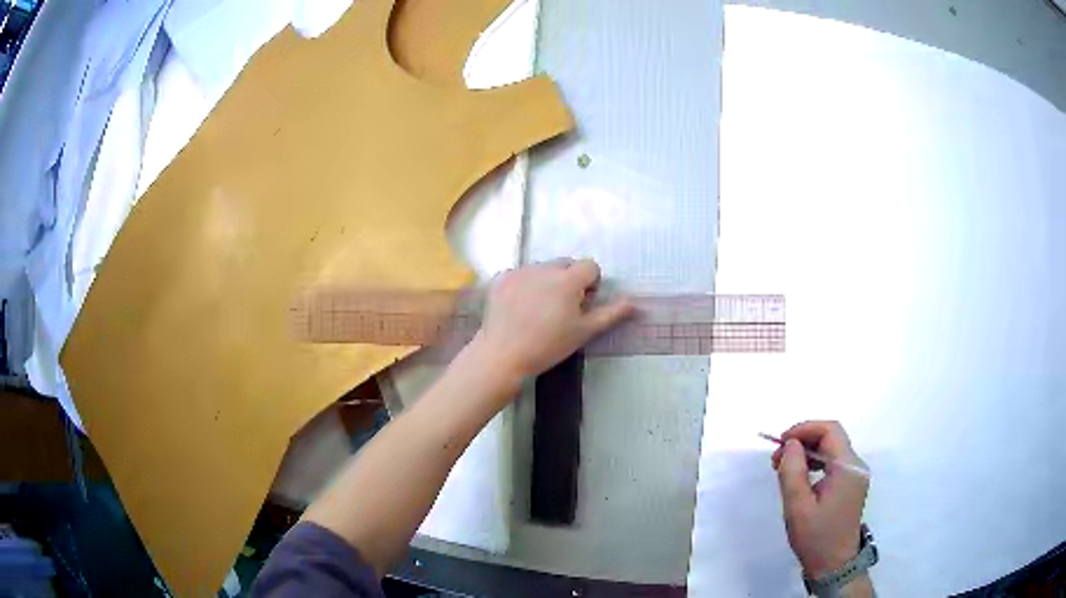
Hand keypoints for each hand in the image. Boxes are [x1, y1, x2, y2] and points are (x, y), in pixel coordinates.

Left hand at [474, 258, 634, 381]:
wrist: (503, 354)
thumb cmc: (549, 345)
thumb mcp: (584, 332)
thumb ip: (611, 314)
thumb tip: (635, 303)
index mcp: (568, 279)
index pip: (590, 266)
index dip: (590, 284)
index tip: (581, 305)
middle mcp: (544, 267)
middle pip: (566, 264)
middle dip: (569, 280)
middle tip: (561, 309)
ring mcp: (520, 271)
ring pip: (543, 269)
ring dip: (547, 282)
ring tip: (538, 311)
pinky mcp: (501, 278)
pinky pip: (521, 274)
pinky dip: (524, 285)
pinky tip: (519, 308)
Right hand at [771, 421, 869, 577]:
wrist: (834, 565)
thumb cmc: (816, 537)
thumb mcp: (798, 507)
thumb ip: (793, 471)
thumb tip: (790, 444)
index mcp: (847, 467)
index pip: (830, 430)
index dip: (805, 429)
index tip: (781, 443)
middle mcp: (856, 465)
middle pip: (831, 437)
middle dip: (803, 440)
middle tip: (777, 459)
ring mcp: (856, 475)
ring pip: (832, 448)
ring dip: (808, 451)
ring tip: (784, 468)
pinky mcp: (851, 484)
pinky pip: (833, 462)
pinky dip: (815, 462)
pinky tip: (800, 477)